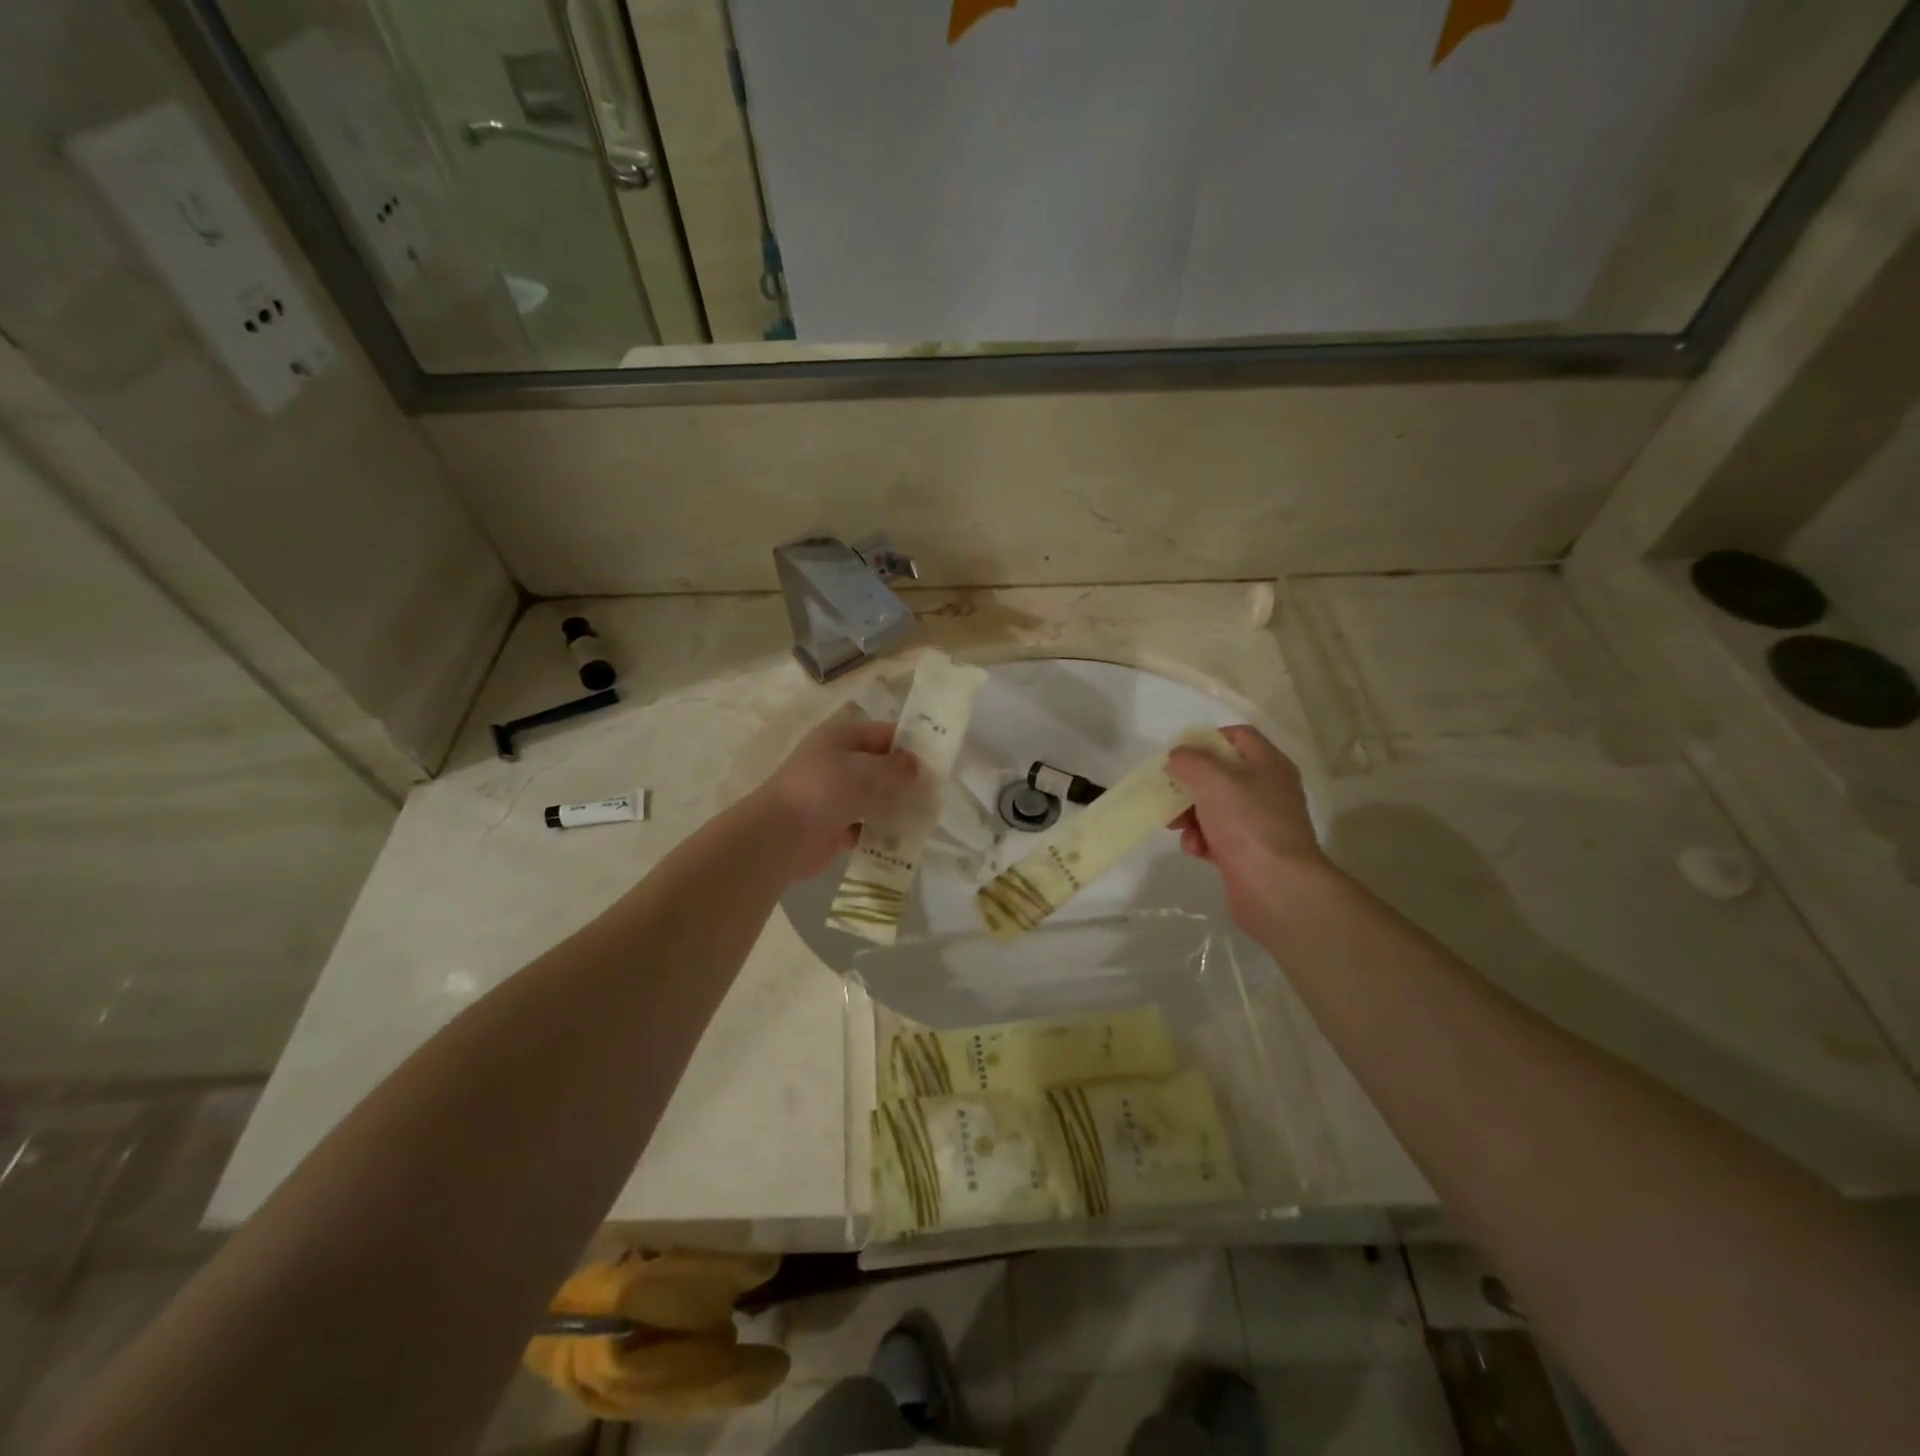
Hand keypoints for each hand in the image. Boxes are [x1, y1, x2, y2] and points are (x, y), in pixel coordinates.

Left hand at [751, 713, 919, 882]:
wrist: (781, 835)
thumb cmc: (825, 789)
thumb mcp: (866, 770)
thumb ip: (896, 767)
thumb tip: (916, 765)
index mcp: (841, 738)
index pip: (883, 733)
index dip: (910, 745)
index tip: (938, 762)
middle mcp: (837, 762)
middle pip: (880, 766)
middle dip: (906, 779)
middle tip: (936, 792)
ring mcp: (834, 795)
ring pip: (874, 797)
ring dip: (896, 806)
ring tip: (926, 816)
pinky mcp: (834, 826)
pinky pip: (865, 825)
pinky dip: (881, 831)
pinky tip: (903, 839)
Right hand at [1167, 725, 1336, 936]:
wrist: (1276, 887)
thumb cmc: (1247, 823)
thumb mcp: (1213, 780)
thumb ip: (1191, 761)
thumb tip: (1179, 756)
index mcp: (1268, 764)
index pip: (1238, 736)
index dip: (1207, 739)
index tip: (1180, 754)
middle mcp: (1267, 789)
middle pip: (1220, 774)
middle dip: (1190, 785)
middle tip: (1169, 795)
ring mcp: (1259, 822)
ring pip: (1214, 807)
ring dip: (1190, 816)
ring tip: (1180, 829)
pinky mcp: (1248, 851)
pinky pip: (1217, 836)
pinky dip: (1202, 840)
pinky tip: (1196, 850)